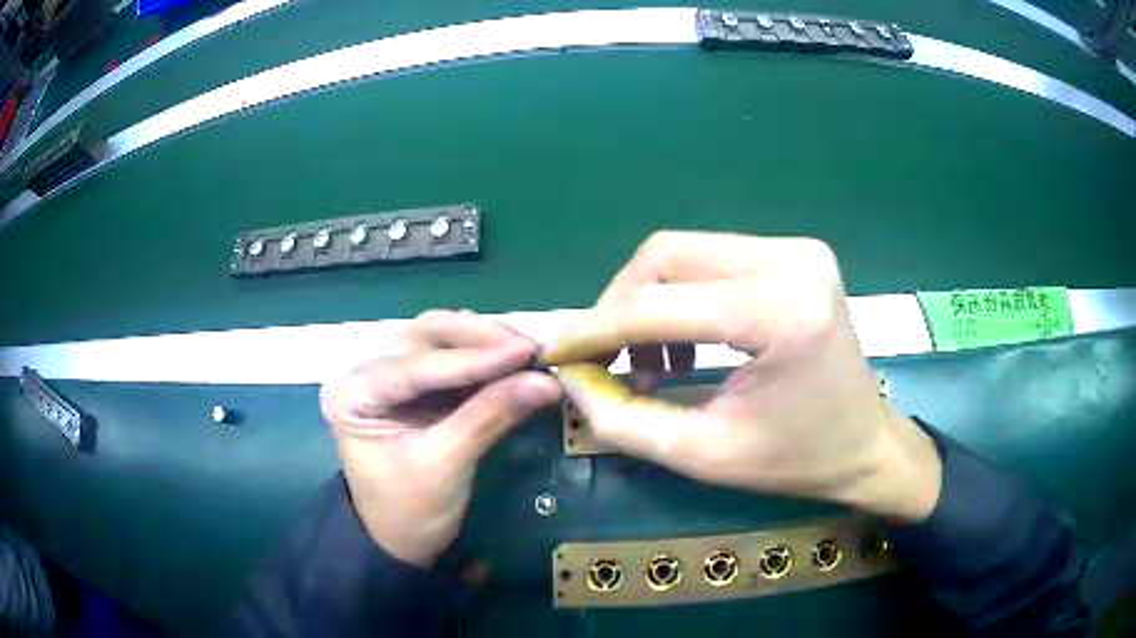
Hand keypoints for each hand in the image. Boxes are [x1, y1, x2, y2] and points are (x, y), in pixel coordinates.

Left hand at [320, 311, 561, 566]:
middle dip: (480, 340)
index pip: (416, 366)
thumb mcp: (446, 466)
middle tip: (530, 350)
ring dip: (485, 343)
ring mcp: (390, 375)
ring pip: (440, 339)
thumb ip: (490, 417)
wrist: (401, 542)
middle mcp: (366, 372)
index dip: (474, 358)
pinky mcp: (415, 387)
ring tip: (528, 355)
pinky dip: (485, 360)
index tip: (527, 351)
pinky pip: (452, 359)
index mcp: (353, 394)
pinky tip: (514, 363)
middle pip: (426, 336)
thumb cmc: (409, 511)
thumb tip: (547, 382)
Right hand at [544, 231, 941, 521]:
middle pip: (666, 255)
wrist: (867, 445)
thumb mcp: (703, 455)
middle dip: (621, 307)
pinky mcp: (796, 253)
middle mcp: (791, 260)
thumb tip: (569, 376)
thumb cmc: (796, 461)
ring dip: (651, 302)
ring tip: (654, 363)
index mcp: (781, 313)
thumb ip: (624, 420)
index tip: (556, 353)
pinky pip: (713, 259)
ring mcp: (797, 249)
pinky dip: (684, 296)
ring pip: (685, 252)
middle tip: (609, 361)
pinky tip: (687, 344)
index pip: (659, 304)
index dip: (595, 329)